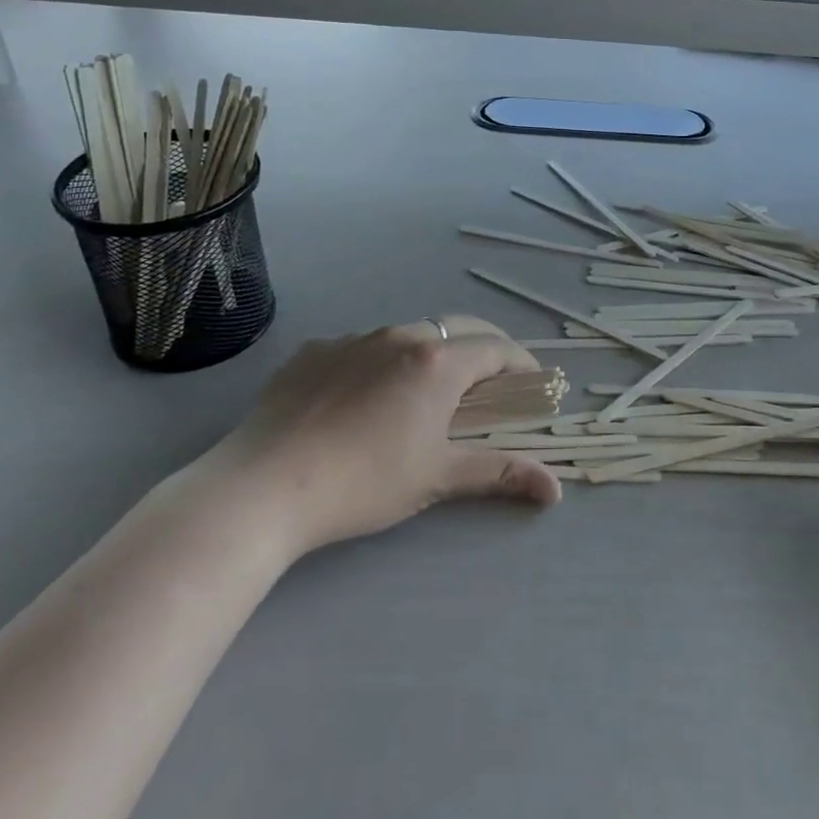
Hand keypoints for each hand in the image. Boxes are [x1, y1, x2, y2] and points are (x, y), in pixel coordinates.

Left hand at [200, 316, 561, 562]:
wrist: (263, 486)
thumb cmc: (364, 482)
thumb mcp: (438, 478)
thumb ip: (500, 472)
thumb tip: (555, 490)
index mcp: (437, 362)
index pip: (496, 349)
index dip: (522, 364)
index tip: (534, 384)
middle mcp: (400, 336)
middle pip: (458, 328)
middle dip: (484, 347)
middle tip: (494, 379)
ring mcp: (353, 339)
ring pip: (407, 334)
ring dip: (431, 353)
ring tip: (426, 390)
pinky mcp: (314, 351)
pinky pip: (361, 347)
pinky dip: (380, 362)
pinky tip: (363, 399)